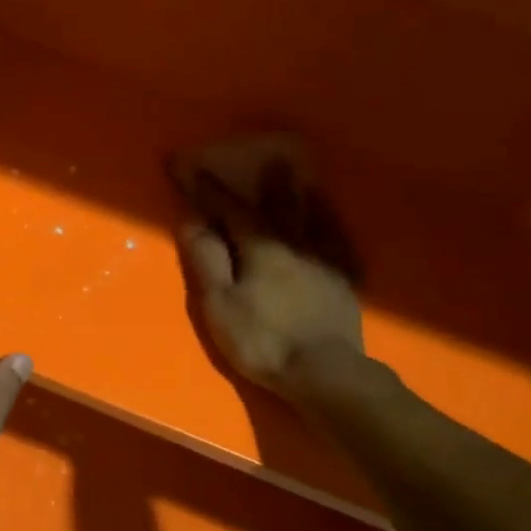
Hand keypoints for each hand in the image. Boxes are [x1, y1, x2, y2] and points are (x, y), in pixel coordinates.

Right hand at [173, 136, 366, 401]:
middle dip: (269, 182)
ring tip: (302, 178)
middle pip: (280, 205)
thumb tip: (191, 219)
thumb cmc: (262, 339)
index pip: (228, 208)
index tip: (185, 165)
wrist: (323, 372)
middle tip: (270, 158)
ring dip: (303, 196)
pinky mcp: (345, 283)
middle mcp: (295, 244)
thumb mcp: (220, 303)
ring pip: (314, 218)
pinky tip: (333, 225)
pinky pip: (340, 244)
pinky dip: (333, 227)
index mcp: (260, 248)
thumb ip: (206, 259)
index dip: (205, 188)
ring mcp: (325, 262)